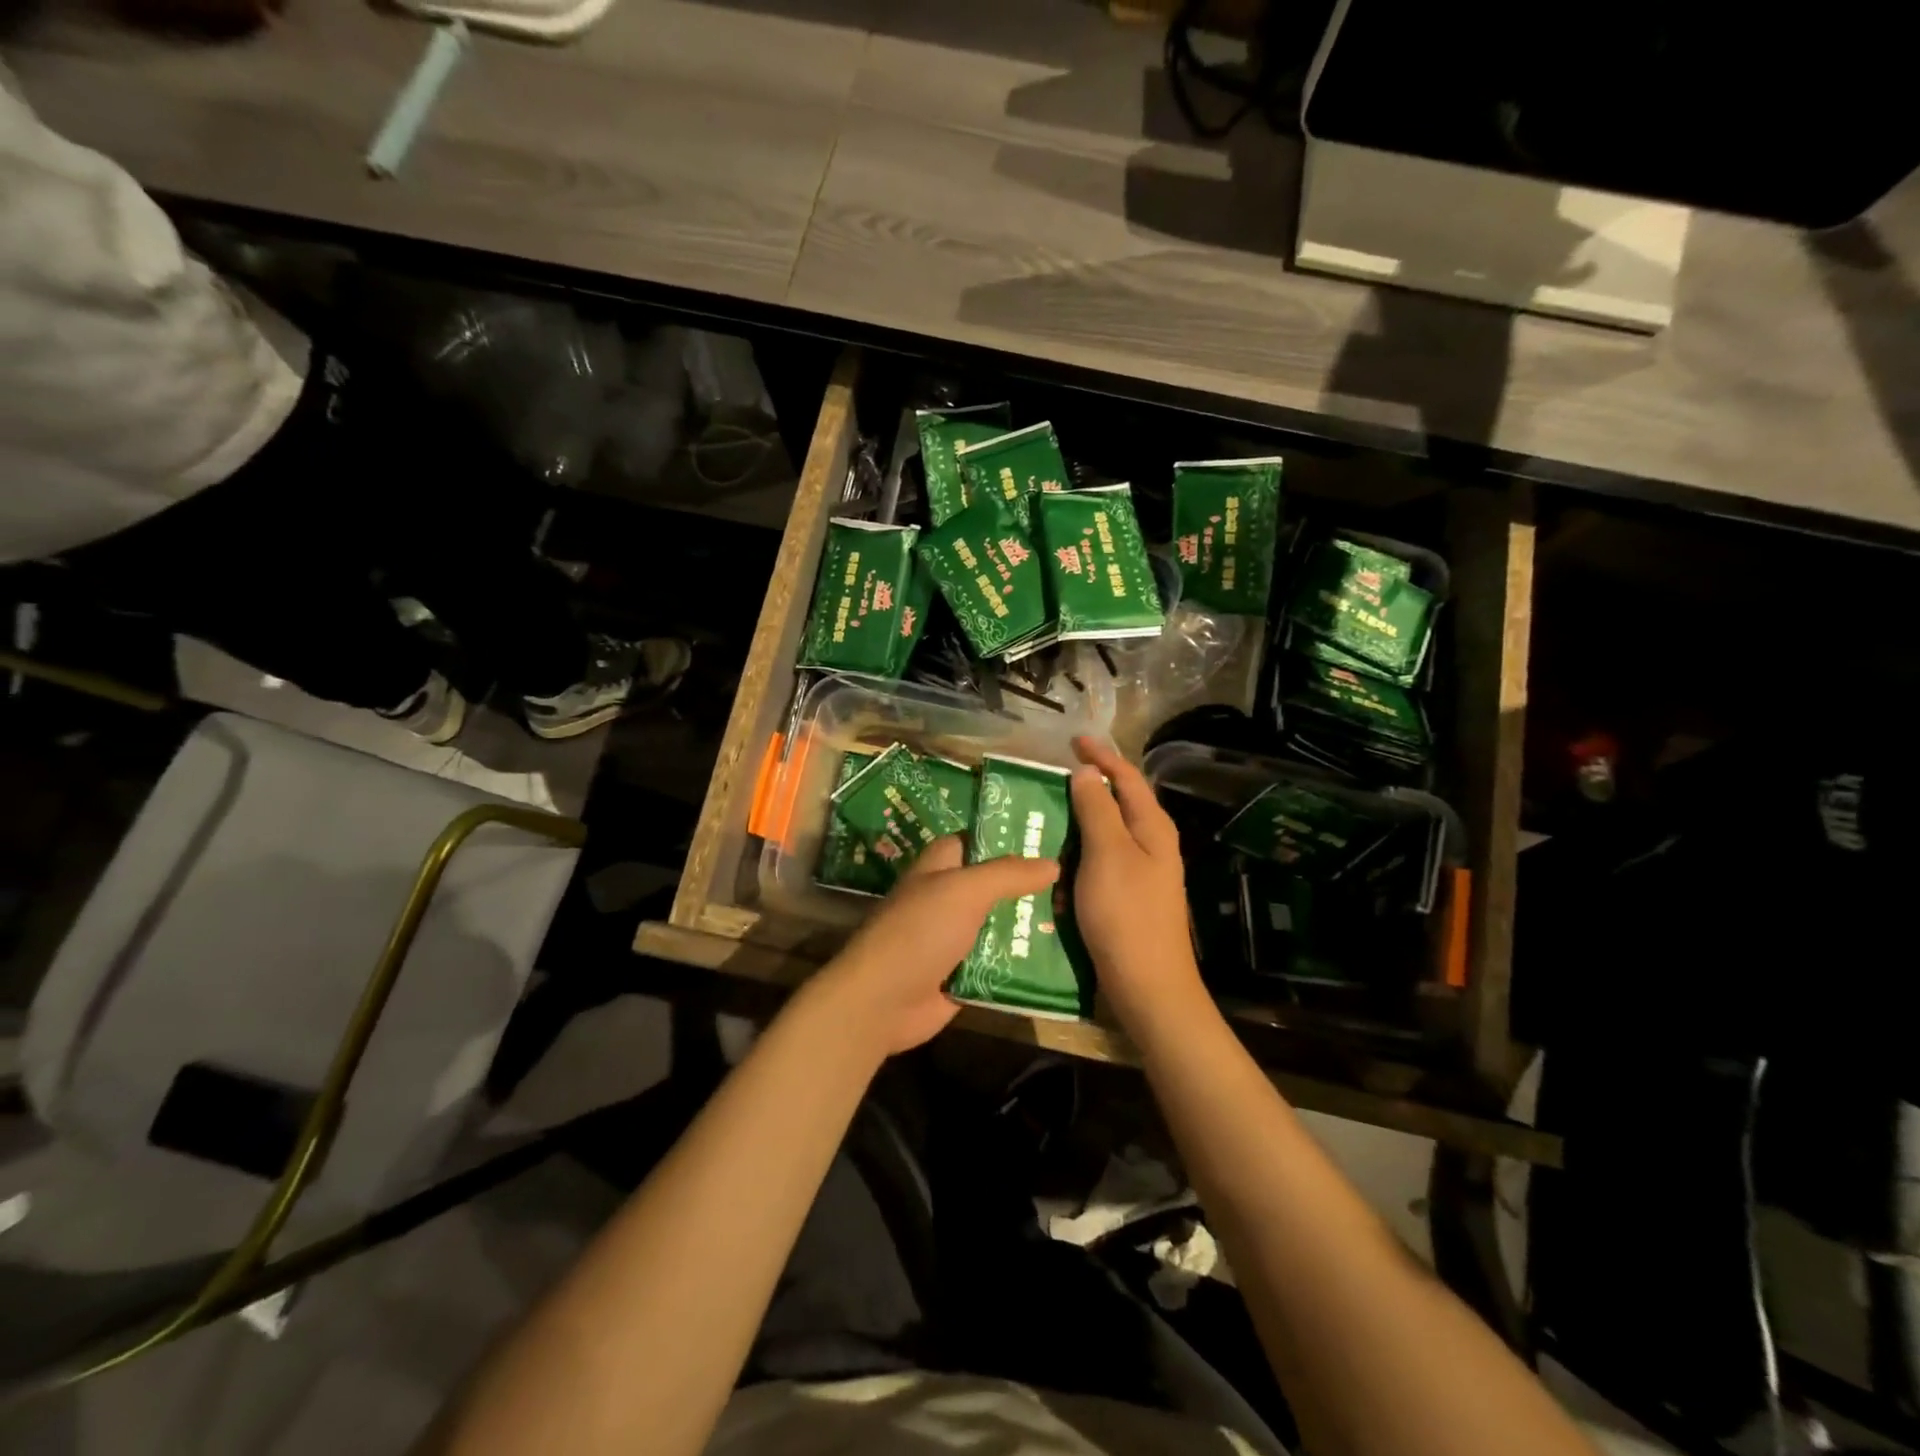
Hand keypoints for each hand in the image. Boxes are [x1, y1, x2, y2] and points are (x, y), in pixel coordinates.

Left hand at [810, 836, 1059, 1057]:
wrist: (882, 1001)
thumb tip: (1053, 862)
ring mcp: (958, 936)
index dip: (1012, 834)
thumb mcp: (964, 890)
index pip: (980, 839)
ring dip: (1034, 922)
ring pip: (1004, 922)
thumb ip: (1008, 874)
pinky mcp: (967, 972)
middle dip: (1034, 883)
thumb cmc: (919, 931)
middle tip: (1084, 879)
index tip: (1055, 833)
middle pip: (998, 883)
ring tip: (1085, 914)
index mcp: (942, 865)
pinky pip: (1003, 960)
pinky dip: (1027, 958)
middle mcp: (950, 896)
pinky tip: (1067, 953)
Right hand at [1068, 736, 1207, 1028]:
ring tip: (1048, 811)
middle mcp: (1151, 844)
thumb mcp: (1108, 853)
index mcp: (1152, 827)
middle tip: (1052, 776)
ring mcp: (1141, 872)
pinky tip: (1057, 857)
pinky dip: (1079, 851)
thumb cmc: (1127, 914)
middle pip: (1119, 802)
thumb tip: (1086, 772)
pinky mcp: (1127, 895)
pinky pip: (1100, 860)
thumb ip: (1097, 809)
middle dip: (1088, 786)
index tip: (1073, 740)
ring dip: (1080, 819)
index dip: (1101, 755)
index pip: (1127, 777)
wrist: (1148, 985)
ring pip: (1107, 832)